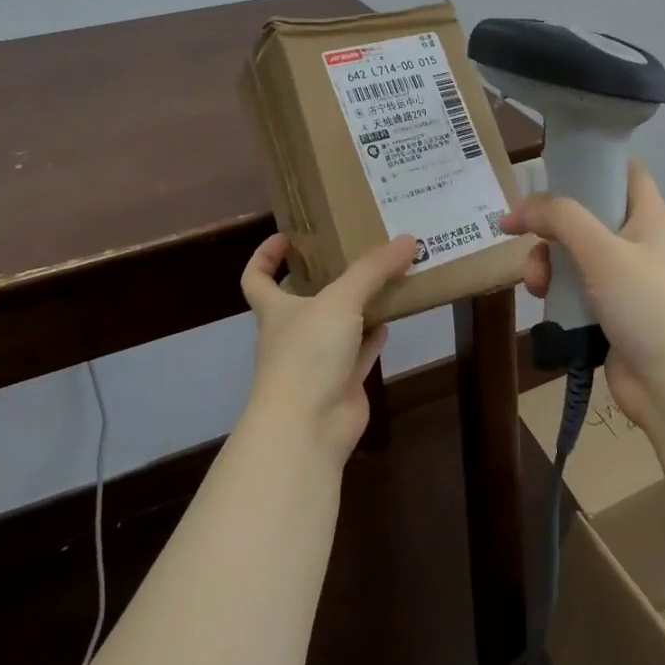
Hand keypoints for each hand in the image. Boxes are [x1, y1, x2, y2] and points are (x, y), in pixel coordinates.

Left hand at [239, 232, 420, 458]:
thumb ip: (373, 269)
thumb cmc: (308, 354)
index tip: (287, 237)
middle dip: (325, 276)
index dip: (265, 256)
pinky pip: (360, 351)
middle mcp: (293, 332)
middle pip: (303, 298)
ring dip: (358, 304)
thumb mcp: (340, 300)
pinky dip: (375, 335)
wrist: (309, 427)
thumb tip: (408, 239)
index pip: (256, 277)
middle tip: (355, 250)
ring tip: (386, 276)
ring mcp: (318, 360)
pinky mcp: (342, 382)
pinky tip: (393, 318)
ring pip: (338, 324)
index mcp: (276, 309)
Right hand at [502, 160, 664, 427]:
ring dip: (548, 263)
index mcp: (649, 218)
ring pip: (574, 255)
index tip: (551, 167)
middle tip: (524, 233)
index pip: (624, 171)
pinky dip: (556, 292)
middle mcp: (638, 244)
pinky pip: (575, 290)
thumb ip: (562, 219)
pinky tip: (543, 302)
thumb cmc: (650, 307)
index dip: (591, 161)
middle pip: (587, 215)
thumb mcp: (604, 252)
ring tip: (536, 283)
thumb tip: (519, 207)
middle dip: (552, 224)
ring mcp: (625, 281)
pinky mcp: (610, 314)